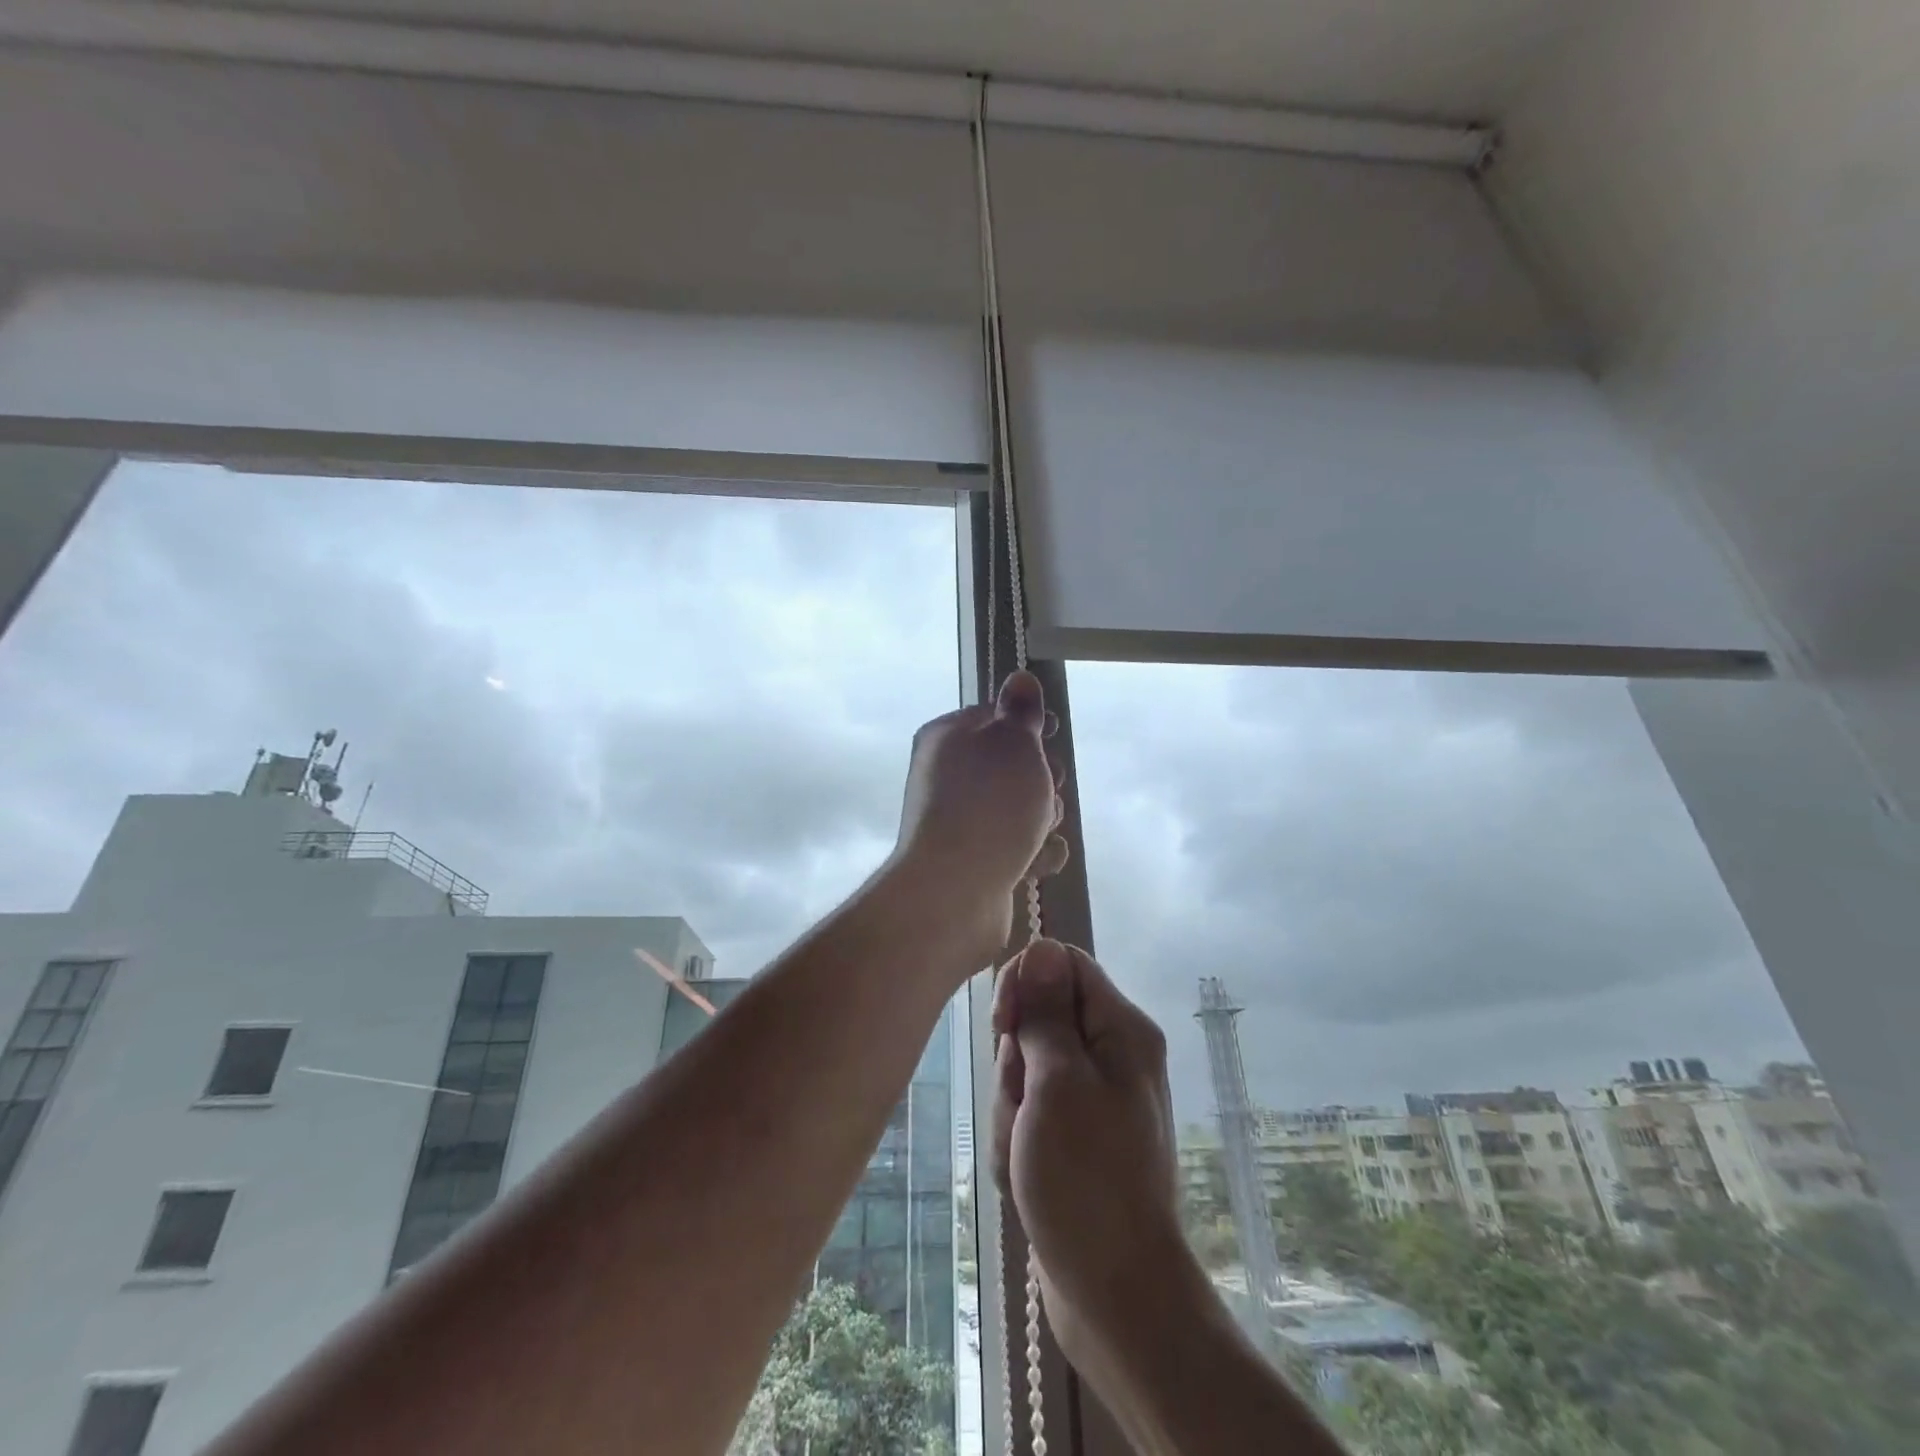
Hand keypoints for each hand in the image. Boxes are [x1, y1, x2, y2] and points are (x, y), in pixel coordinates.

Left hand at [892, 671, 1068, 951]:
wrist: (954, 893)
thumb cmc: (990, 806)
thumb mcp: (1013, 744)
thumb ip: (1022, 711)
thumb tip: (1020, 677)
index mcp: (948, 738)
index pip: (995, 716)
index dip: (1030, 724)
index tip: (1054, 733)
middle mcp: (948, 776)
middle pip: (1012, 765)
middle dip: (1042, 778)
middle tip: (1047, 789)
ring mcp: (959, 821)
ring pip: (1020, 808)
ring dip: (1042, 819)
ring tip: (1036, 833)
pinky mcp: (973, 860)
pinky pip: (1016, 846)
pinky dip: (1032, 853)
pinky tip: (1034, 864)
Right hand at [991, 940, 1200, 1387]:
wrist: (1115, 1295)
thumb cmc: (1086, 1179)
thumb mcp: (1058, 1084)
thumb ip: (1047, 1013)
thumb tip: (1042, 948)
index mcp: (1120, 1029)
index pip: (1062, 964)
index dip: (1025, 983)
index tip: (1004, 1025)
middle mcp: (1112, 1054)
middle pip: (1039, 1018)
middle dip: (1015, 1061)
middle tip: (1024, 1106)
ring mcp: (1093, 1097)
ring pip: (1026, 1067)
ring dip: (1012, 1107)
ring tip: (1025, 1151)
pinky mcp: (1075, 1134)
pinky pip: (1030, 1110)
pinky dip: (1017, 1136)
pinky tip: (1025, 1174)